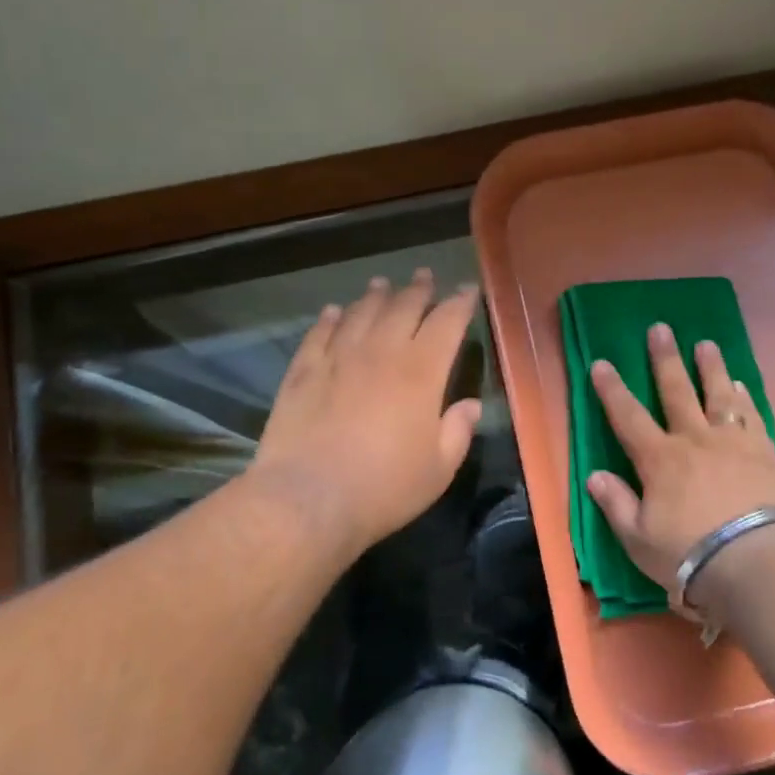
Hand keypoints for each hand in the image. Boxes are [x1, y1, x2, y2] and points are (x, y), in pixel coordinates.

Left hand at [249, 270, 482, 563]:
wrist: (309, 499)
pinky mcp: (303, 372)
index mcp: (422, 371)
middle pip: (403, 307)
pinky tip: (334, 312)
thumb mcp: (439, 468)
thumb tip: (471, 405)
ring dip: (375, 297)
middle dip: (418, 289)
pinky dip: (330, 319)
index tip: (466, 289)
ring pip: (360, 313)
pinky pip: (320, 334)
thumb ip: (458, 431)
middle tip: (424, 275)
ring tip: (382, 285)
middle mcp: (381, 352)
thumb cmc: (385, 487)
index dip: (460, 302)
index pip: (447, 322)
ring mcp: (338, 358)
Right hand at [586, 322, 774, 606]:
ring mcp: (732, 443)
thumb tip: (594, 475)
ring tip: (706, 344)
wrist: (754, 561)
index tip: (601, 362)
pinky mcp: (764, 452)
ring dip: (711, 368)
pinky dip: (745, 399)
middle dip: (664, 359)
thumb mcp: (638, 538)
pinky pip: (752, 417)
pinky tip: (742, 386)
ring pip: (718, 395)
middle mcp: (693, 440)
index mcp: (659, 459)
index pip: (628, 416)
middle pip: (676, 391)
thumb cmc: (688, 554)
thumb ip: (616, 503)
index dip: (612, 389)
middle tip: (660, 328)